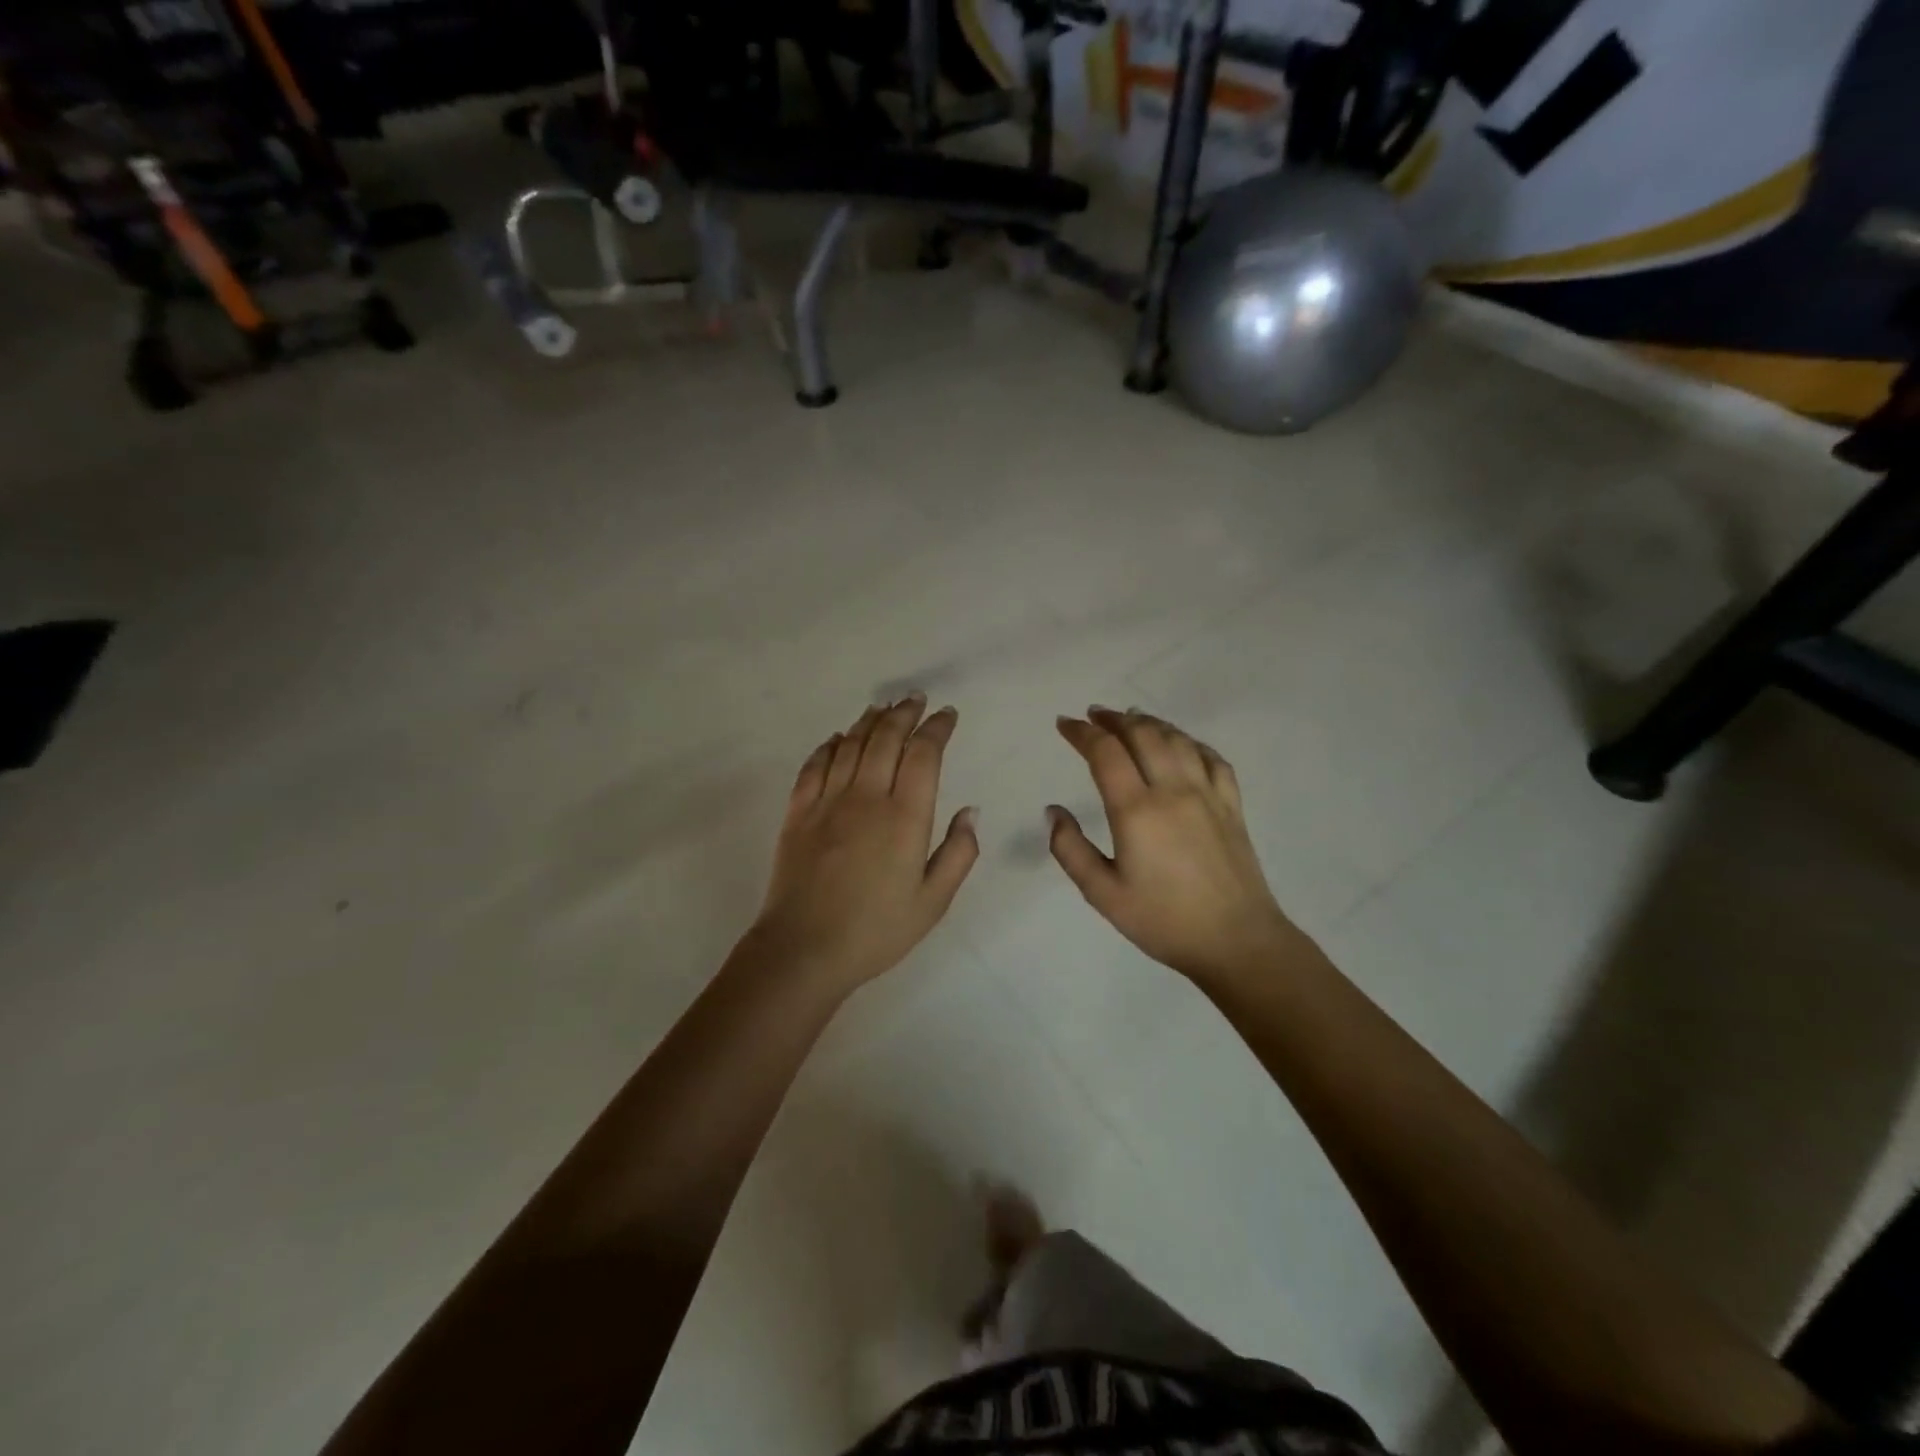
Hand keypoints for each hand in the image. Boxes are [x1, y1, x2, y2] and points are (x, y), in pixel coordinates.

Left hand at [747, 694, 979, 994]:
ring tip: (883, 708)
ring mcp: (827, 802)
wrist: (804, 949)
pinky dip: (828, 746)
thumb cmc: (876, 930)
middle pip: (886, 738)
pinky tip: (837, 738)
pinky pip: (814, 766)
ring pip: (850, 745)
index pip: (924, 754)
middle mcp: (866, 797)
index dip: (937, 728)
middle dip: (904, 713)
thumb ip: (958, 853)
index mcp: (905, 817)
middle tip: (916, 699)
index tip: (947, 715)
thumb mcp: (933, 901)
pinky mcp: (798, 813)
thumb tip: (970, 810)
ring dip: (869, 721)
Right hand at [1049, 708, 1299, 984]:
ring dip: (1150, 723)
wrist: (1236, 942)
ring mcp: (1208, 794)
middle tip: (1094, 715)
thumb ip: (1071, 850)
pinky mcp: (1232, 805)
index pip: (1105, 752)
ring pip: (1177, 739)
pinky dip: (1190, 742)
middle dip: (1114, 719)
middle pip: (1142, 734)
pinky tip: (1181, 744)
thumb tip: (1053, 811)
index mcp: (1137, 810)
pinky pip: (1212, 758)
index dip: (1082, 732)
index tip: (1064, 724)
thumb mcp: (1103, 894)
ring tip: (1131, 719)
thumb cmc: (1163, 921)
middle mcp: (1173, 790)